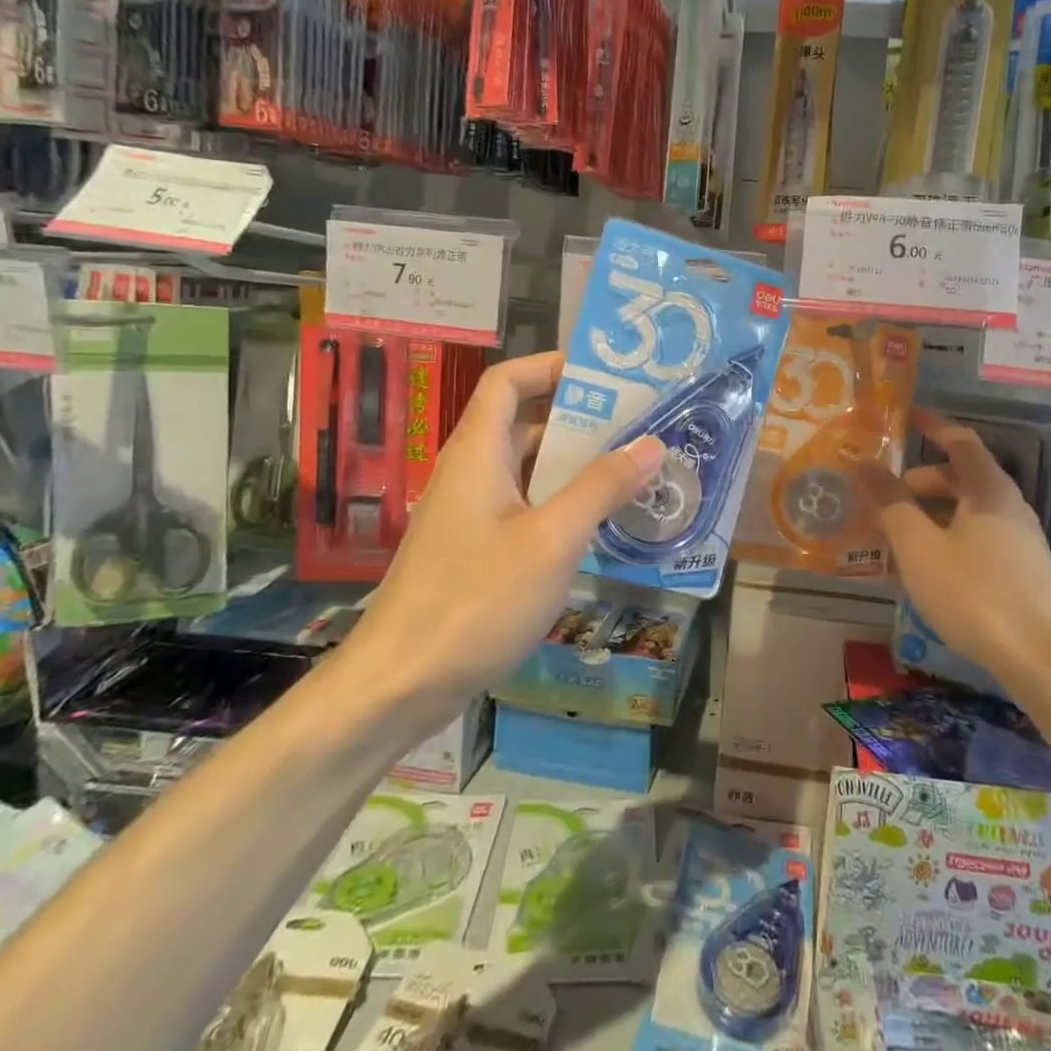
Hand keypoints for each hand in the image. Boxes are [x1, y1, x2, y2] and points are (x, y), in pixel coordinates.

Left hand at [345, 351, 665, 702]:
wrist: (399, 684)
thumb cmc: (476, 600)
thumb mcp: (553, 539)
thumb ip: (602, 487)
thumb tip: (651, 444)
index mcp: (478, 452)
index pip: (508, 381)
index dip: (550, 366)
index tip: (604, 373)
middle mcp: (470, 472)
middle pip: (524, 422)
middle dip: (580, 417)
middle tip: (639, 423)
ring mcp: (469, 513)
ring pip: (527, 469)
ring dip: (575, 464)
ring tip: (632, 468)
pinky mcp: (473, 549)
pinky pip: (523, 506)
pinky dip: (560, 502)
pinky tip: (599, 524)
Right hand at [860, 411, 1050, 692]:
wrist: (1045, 661)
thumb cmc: (975, 593)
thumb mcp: (919, 547)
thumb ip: (890, 502)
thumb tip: (864, 462)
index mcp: (989, 489)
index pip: (960, 440)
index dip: (932, 426)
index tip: (904, 418)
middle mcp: (1010, 506)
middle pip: (962, 477)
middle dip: (919, 481)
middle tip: (882, 496)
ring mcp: (1021, 541)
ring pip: (968, 511)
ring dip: (931, 513)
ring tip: (896, 536)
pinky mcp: (1024, 572)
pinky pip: (978, 537)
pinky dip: (948, 537)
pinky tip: (929, 568)